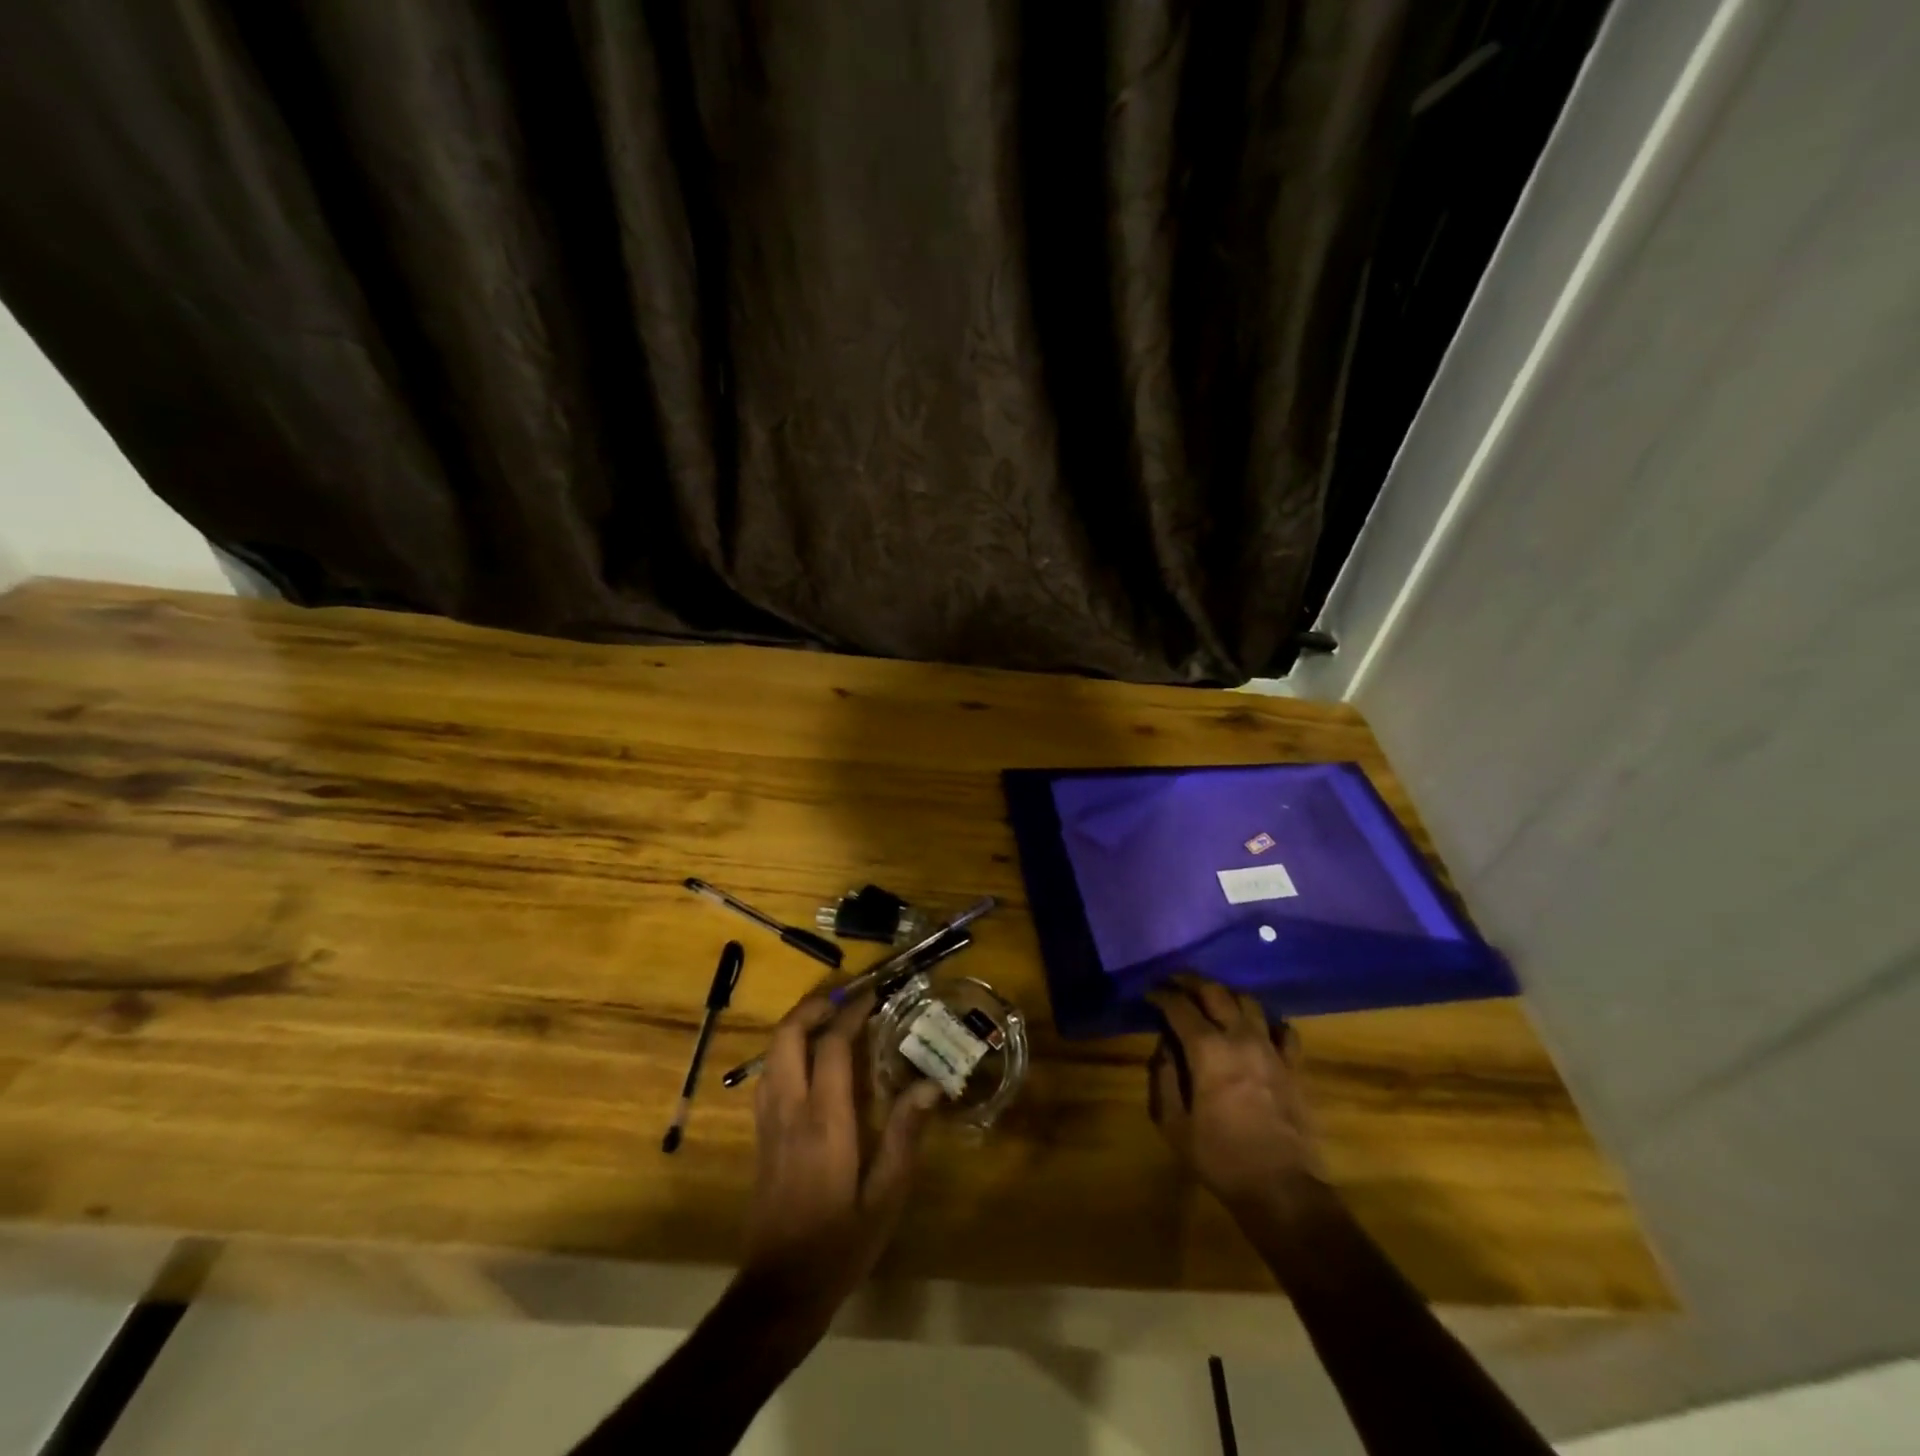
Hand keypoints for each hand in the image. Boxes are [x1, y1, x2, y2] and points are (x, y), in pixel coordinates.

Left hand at [740, 988, 941, 1315]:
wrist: (778, 1291)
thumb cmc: (840, 1245)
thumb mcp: (886, 1197)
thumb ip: (906, 1136)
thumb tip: (931, 1085)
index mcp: (824, 1120)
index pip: (832, 1046)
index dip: (852, 1013)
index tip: (873, 994)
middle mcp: (790, 1110)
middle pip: (787, 1036)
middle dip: (813, 1006)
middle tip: (845, 997)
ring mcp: (768, 1122)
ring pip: (772, 1052)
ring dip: (797, 1025)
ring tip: (830, 1019)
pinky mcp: (760, 1136)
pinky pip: (768, 1074)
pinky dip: (787, 1050)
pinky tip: (810, 1060)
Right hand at [1147, 976, 1327, 1220]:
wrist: (1283, 1190)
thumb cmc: (1221, 1158)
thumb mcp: (1174, 1124)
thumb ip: (1164, 1078)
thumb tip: (1164, 1046)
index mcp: (1207, 1050)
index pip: (1179, 1006)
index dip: (1161, 994)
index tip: (1149, 992)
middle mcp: (1240, 1037)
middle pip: (1215, 991)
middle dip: (1191, 982)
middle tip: (1175, 983)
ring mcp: (1271, 1049)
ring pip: (1249, 1002)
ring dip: (1226, 994)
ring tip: (1212, 1000)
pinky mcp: (1294, 1066)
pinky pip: (1283, 1030)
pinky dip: (1266, 1022)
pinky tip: (1257, 1028)